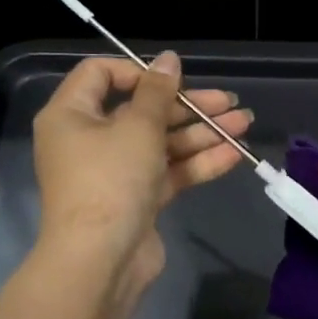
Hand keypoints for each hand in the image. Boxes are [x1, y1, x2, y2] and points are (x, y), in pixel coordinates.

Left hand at [33, 52, 249, 289]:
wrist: (101, 260)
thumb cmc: (110, 179)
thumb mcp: (137, 127)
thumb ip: (158, 91)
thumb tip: (168, 58)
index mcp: (72, 115)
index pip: (101, 75)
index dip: (140, 71)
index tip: (174, 79)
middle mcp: (90, 140)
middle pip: (142, 110)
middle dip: (189, 106)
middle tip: (229, 102)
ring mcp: (115, 172)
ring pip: (162, 142)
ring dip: (202, 133)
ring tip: (245, 123)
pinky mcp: (137, 199)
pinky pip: (168, 171)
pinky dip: (198, 162)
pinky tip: (234, 153)